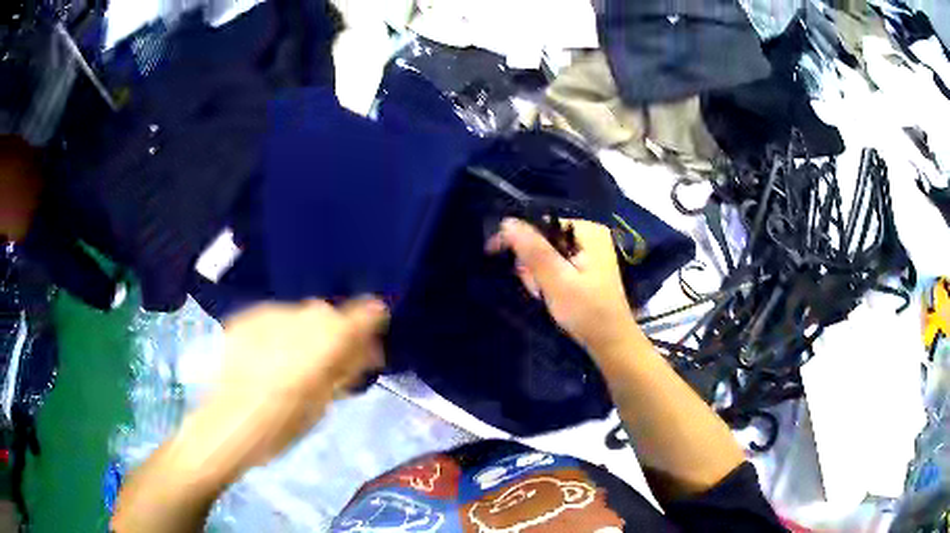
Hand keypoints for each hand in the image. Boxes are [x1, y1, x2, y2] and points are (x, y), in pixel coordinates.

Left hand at [200, 298, 388, 468]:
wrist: (227, 423)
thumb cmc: (282, 424)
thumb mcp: (323, 403)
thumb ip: (345, 370)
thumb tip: (367, 350)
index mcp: (327, 338)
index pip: (364, 312)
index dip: (371, 321)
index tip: (369, 342)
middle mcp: (301, 316)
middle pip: (328, 313)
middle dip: (333, 333)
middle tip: (328, 361)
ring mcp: (269, 313)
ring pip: (298, 315)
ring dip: (303, 334)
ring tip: (290, 363)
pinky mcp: (245, 317)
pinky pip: (272, 320)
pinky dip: (277, 335)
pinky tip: (265, 359)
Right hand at [487, 218, 638, 355]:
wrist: (611, 343)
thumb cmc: (587, 312)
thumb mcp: (556, 280)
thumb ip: (533, 251)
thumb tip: (507, 222)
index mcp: (588, 231)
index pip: (541, 224)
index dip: (517, 239)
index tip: (493, 253)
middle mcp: (590, 236)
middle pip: (544, 240)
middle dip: (533, 264)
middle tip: (536, 289)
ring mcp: (591, 252)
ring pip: (548, 254)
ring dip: (539, 275)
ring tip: (544, 295)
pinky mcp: (588, 268)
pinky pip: (558, 265)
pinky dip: (549, 280)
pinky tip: (550, 295)